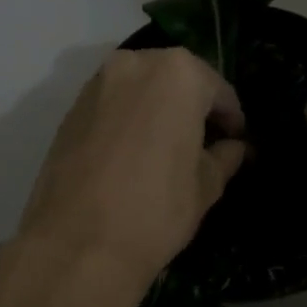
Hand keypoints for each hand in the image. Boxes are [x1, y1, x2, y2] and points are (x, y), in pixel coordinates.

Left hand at [18, 48, 247, 299]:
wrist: (77, 242)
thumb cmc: (156, 208)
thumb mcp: (206, 185)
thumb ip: (224, 157)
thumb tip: (233, 148)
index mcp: (179, 74)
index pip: (218, 91)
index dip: (231, 120)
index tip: (235, 143)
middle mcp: (135, 64)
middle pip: (177, 81)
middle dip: (193, 109)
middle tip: (204, 145)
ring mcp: (97, 83)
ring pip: (141, 90)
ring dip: (158, 111)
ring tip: (167, 150)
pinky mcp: (71, 109)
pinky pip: (113, 105)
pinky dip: (129, 120)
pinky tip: (133, 154)